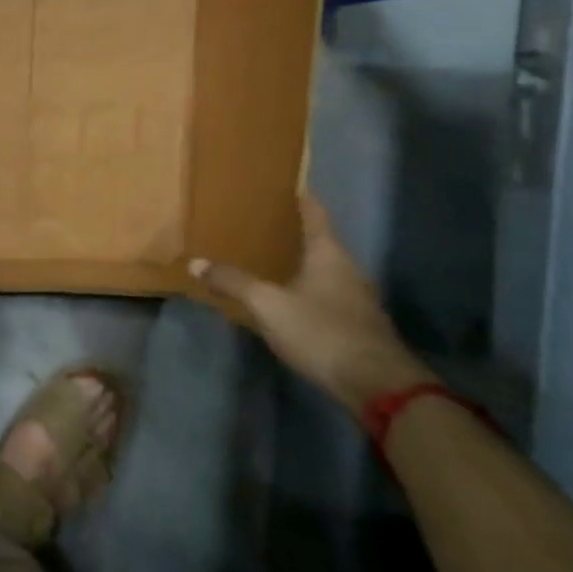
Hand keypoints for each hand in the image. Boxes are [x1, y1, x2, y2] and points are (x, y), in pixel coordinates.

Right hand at [191, 195, 434, 417]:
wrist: (377, 385)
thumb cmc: (321, 331)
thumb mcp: (268, 305)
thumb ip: (233, 282)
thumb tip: (195, 263)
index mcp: (328, 253)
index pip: (315, 213)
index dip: (300, 198)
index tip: (285, 185)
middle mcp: (347, 268)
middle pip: (320, 241)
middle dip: (293, 233)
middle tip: (262, 224)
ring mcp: (357, 299)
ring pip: (325, 270)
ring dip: (300, 264)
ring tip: (270, 261)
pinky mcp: (358, 325)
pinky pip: (328, 296)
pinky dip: (308, 290)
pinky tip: (289, 300)